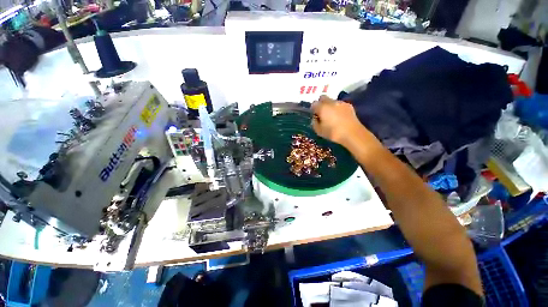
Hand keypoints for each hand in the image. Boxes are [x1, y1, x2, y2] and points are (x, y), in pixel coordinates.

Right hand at [311, 95, 368, 146]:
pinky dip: (337, 108)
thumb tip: (315, 118)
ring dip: (330, 106)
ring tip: (332, 116)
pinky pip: (340, 104)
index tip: (315, 115)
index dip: (313, 109)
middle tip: (322, 113)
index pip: (314, 104)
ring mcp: (341, 103)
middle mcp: (331, 102)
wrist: (352, 134)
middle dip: (321, 104)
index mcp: (322, 107)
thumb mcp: (319, 131)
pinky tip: (339, 116)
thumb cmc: (333, 133)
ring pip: (332, 101)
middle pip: (323, 98)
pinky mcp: (349, 106)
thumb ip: (314, 122)